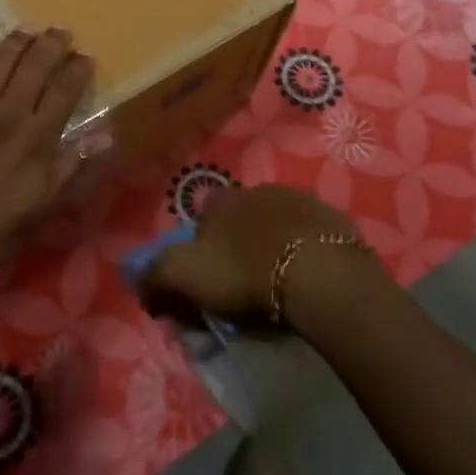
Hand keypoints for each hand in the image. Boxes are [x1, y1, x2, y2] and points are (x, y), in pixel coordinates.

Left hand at [0, 28, 94, 306]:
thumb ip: (72, 168)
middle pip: (32, 66)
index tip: (85, 56)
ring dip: (11, 43)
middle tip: (59, 30)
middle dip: (50, 44)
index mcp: (34, 140)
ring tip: (24, 30)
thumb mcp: (41, 209)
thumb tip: (105, 134)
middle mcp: (2, 116)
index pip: (64, 91)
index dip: (77, 69)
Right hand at [140, 183, 389, 332]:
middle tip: (242, 284)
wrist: (322, 276)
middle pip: (240, 219)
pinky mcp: (333, 220)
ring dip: (273, 245)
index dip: (199, 248)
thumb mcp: (185, 277)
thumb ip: (156, 276)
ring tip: (278, 283)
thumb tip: (141, 283)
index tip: (205, 279)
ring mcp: (300, 201)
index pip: (201, 219)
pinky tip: (309, 278)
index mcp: (221, 200)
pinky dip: (306, 252)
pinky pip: (311, 237)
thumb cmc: (247, 273)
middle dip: (237, 244)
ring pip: (276, 223)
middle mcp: (258, 190)